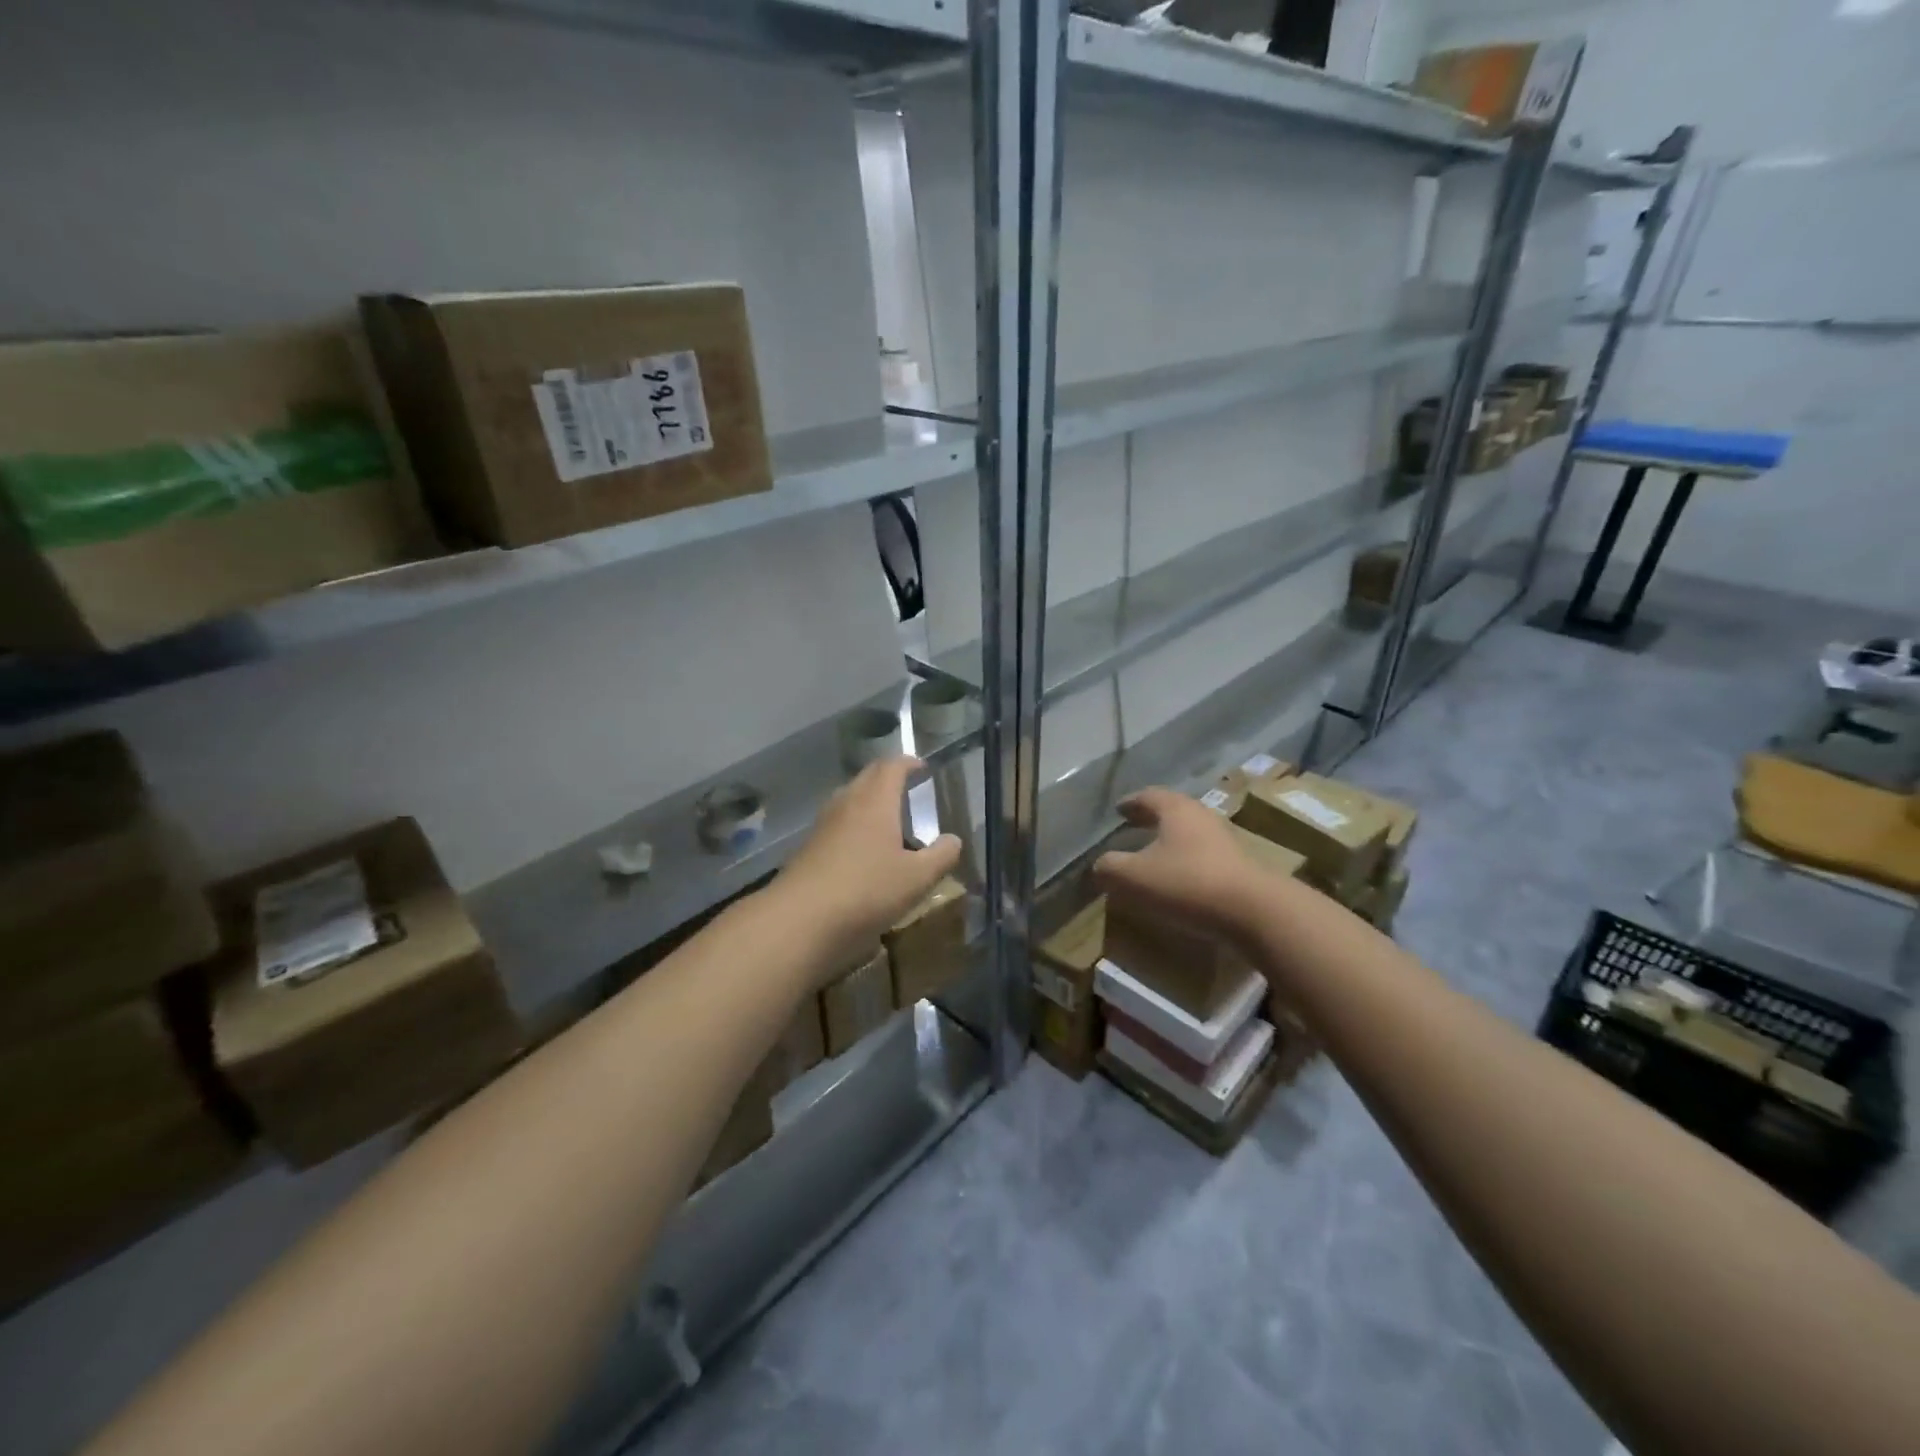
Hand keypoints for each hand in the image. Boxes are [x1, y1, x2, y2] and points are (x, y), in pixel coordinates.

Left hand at [772, 757, 962, 977]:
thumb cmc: (866, 891)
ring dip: (868, 799)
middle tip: (906, 785)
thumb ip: (941, 856)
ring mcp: (823, 825)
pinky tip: (862, 848)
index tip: (922, 767)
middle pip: (867, 777)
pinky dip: (853, 823)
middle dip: (887, 776)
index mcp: (875, 801)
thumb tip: (954, 840)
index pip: (892, 767)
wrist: (800, 920)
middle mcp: (846, 803)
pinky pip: (837, 822)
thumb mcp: (917, 878)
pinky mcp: (809, 848)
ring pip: (848, 798)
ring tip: (887, 816)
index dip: (909, 763)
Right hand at [1093, 787, 1271, 948]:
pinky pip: (1204, 855)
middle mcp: (1201, 816)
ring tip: (1154, 853)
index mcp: (1175, 809)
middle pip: (1172, 810)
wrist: (1254, 912)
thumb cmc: (1187, 883)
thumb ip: (1110, 868)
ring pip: (1190, 832)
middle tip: (1133, 825)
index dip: (1130, 802)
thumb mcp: (1133, 877)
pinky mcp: (1239, 866)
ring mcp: (1225, 840)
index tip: (1118, 809)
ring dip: (1171, 840)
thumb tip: (1100, 866)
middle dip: (1151, 818)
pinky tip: (1179, 877)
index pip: (1148, 795)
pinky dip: (1187, 860)